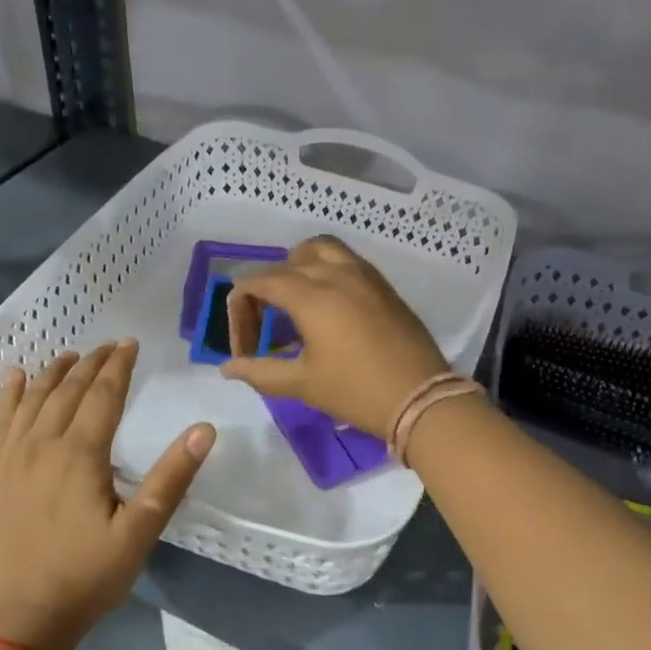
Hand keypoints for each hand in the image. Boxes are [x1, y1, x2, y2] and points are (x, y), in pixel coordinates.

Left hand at [0, 340, 213, 649]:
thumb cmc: (88, 575)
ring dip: (53, 373)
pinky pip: (0, 422)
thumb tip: (204, 430)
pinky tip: (14, 378)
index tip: (131, 344)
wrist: (22, 618)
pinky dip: (10, 396)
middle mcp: (43, 445)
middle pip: (68, 390)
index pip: (102, 394)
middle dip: (91, 363)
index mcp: (81, 454)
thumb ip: (171, 478)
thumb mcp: (140, 532)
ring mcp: (12, 459)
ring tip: (70, 355)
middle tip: (110, 346)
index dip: (119, 366)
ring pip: (33, 400)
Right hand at [220, 235, 448, 436]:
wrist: (421, 399)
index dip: (240, 309)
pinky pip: (346, 261)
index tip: (244, 345)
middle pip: (287, 262)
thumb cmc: (357, 392)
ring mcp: (364, 274)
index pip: (259, 281)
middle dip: (266, 288)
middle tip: (265, 325)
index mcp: (311, 294)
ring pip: (320, 250)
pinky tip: (327, 306)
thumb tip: (228, 367)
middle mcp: (336, 273)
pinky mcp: (383, 285)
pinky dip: (326, 271)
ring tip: (294, 302)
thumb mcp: (302, 384)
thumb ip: (260, 371)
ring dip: (298, 267)